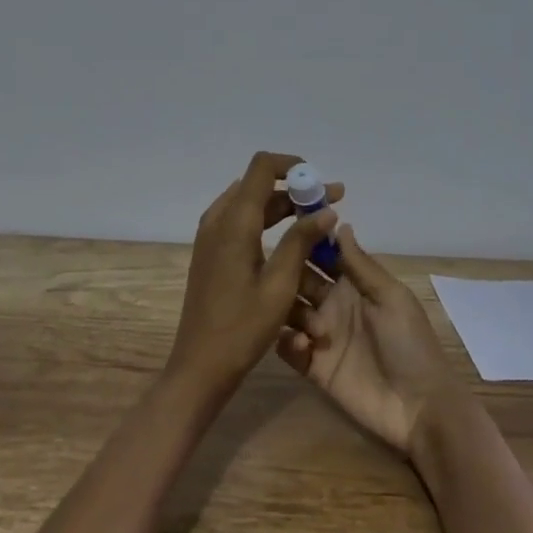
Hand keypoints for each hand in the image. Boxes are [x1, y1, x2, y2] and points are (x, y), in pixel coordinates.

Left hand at [167, 151, 341, 399]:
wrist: (200, 366)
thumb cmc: (242, 328)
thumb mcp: (279, 285)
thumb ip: (301, 241)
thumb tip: (327, 209)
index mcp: (234, 222)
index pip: (261, 167)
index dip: (292, 166)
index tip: (321, 182)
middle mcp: (218, 220)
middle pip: (258, 186)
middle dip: (296, 190)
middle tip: (333, 203)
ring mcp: (211, 237)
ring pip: (250, 205)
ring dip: (283, 208)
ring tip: (319, 222)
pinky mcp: (211, 254)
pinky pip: (241, 223)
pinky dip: (267, 223)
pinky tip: (292, 242)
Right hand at [275, 224, 464, 457]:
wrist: (419, 406)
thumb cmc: (410, 344)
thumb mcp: (391, 298)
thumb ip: (361, 265)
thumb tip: (340, 223)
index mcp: (354, 285)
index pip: (324, 255)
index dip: (307, 240)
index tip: (287, 226)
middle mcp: (333, 305)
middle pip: (300, 281)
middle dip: (287, 273)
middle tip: (273, 271)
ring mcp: (322, 336)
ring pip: (289, 312)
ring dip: (287, 309)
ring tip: (298, 316)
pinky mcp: (313, 367)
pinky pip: (288, 348)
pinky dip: (286, 342)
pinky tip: (301, 344)